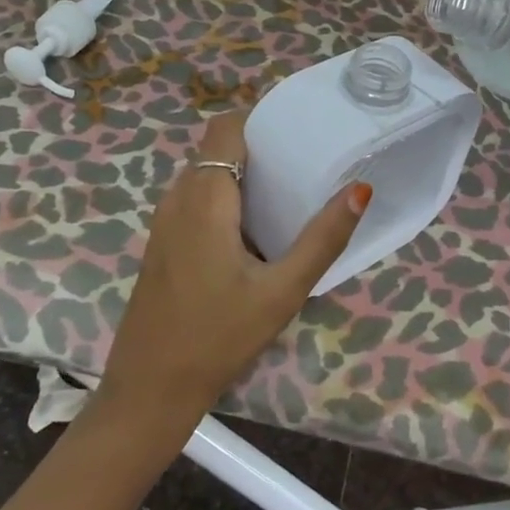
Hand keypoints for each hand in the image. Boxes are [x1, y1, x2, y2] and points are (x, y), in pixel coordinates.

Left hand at [98, 110, 371, 428]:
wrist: (149, 389)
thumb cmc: (218, 337)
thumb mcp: (282, 291)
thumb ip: (323, 239)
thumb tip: (360, 189)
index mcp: (204, 197)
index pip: (226, 127)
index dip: (261, 120)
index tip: (300, 132)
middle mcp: (178, 197)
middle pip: (218, 148)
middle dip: (261, 148)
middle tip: (306, 163)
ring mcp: (164, 221)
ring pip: (206, 175)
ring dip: (244, 175)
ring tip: (289, 192)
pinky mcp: (162, 243)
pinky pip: (196, 199)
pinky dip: (226, 198)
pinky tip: (256, 230)